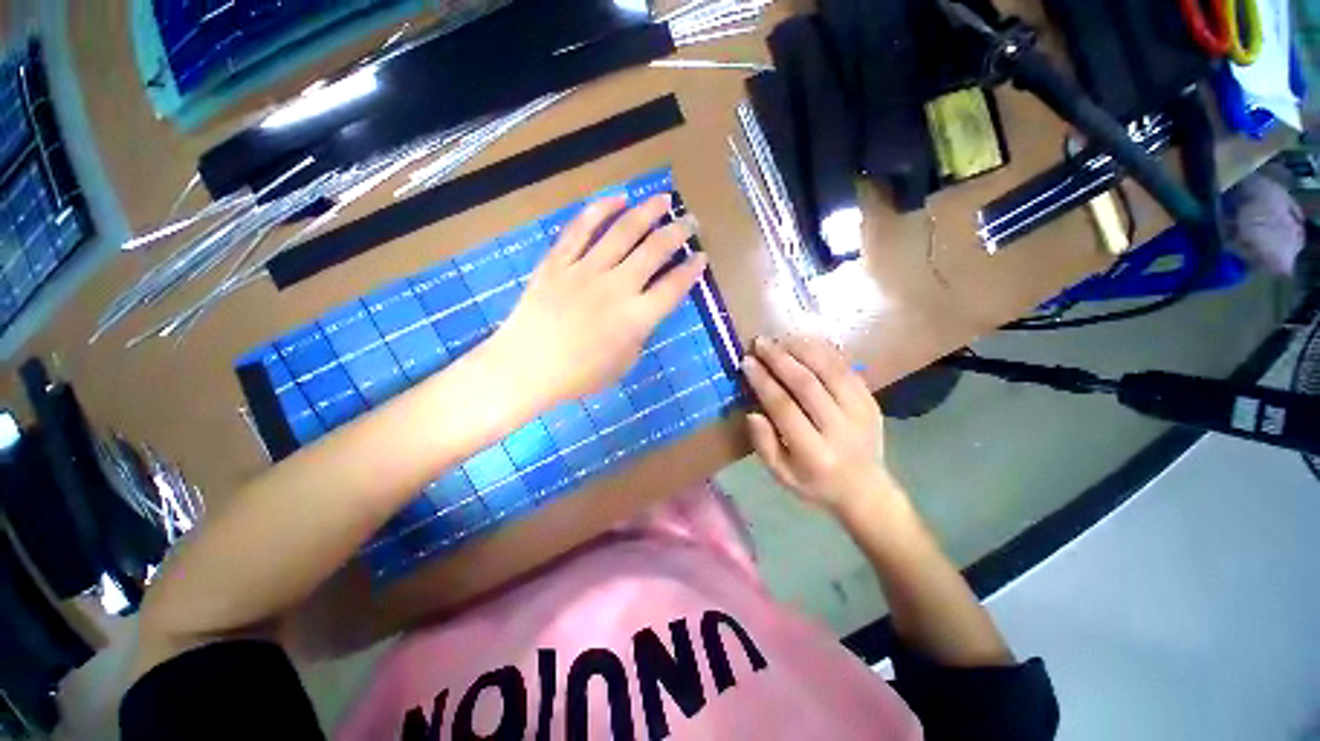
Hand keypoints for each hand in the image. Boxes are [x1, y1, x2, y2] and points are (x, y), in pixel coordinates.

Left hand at [492, 194, 705, 405]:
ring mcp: (586, 270)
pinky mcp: (559, 261)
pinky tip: (617, 199)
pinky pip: (581, 229)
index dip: (691, 270)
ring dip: (647, 212)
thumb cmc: (579, 375)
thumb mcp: (624, 363)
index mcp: (636, 318)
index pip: (673, 287)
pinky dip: (600, 210)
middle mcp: (617, 287)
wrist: (527, 367)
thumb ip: (640, 333)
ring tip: (663, 199)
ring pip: (623, 231)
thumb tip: (646, 310)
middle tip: (689, 220)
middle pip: (654, 251)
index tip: (700, 257)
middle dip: (677, 232)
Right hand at [743, 337, 893, 514]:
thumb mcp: (781, 475)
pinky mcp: (871, 402)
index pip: (784, 408)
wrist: (865, 490)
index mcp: (814, 454)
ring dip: (803, 350)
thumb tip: (752, 412)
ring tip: (781, 340)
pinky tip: (806, 344)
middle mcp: (840, 430)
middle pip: (808, 384)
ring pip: (831, 371)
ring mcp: (861, 413)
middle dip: (780, 359)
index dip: (763, 381)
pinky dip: (826, 353)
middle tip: (760, 343)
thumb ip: (764, 445)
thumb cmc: (815, 483)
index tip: (747, 362)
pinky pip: (848, 369)